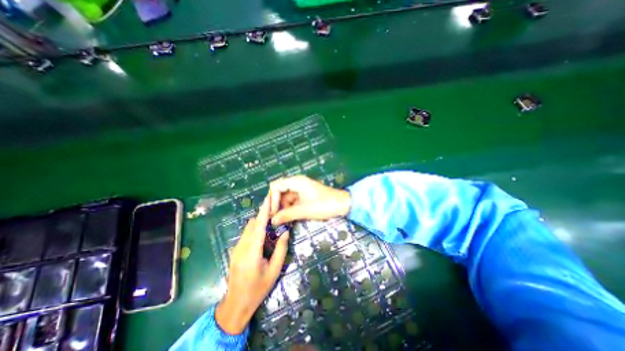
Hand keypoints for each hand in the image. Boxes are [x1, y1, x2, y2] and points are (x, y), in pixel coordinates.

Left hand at [215, 196, 289, 335]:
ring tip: (272, 223)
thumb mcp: (274, 270)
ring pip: (248, 228)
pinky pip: (246, 234)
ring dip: (259, 223)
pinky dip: (255, 230)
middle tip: (276, 211)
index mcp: (252, 252)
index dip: (264, 211)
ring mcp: (236, 248)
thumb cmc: (258, 288)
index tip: (268, 198)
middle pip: (252, 224)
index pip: (258, 226)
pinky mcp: (235, 250)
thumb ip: (281, 249)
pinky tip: (263, 236)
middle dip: (263, 215)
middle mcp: (241, 246)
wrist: (236, 304)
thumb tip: (285, 231)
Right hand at [269, 176, 349, 224]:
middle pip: (280, 192)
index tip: (273, 213)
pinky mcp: (304, 196)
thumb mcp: (304, 210)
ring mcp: (301, 190)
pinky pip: (292, 201)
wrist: (342, 204)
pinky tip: (289, 218)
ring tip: (281, 221)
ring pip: (286, 198)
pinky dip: (289, 209)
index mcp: (296, 182)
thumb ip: (287, 215)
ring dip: (282, 208)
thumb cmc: (324, 204)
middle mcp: (296, 183)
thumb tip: (272, 221)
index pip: (276, 186)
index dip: (272, 199)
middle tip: (274, 218)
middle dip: (276, 204)